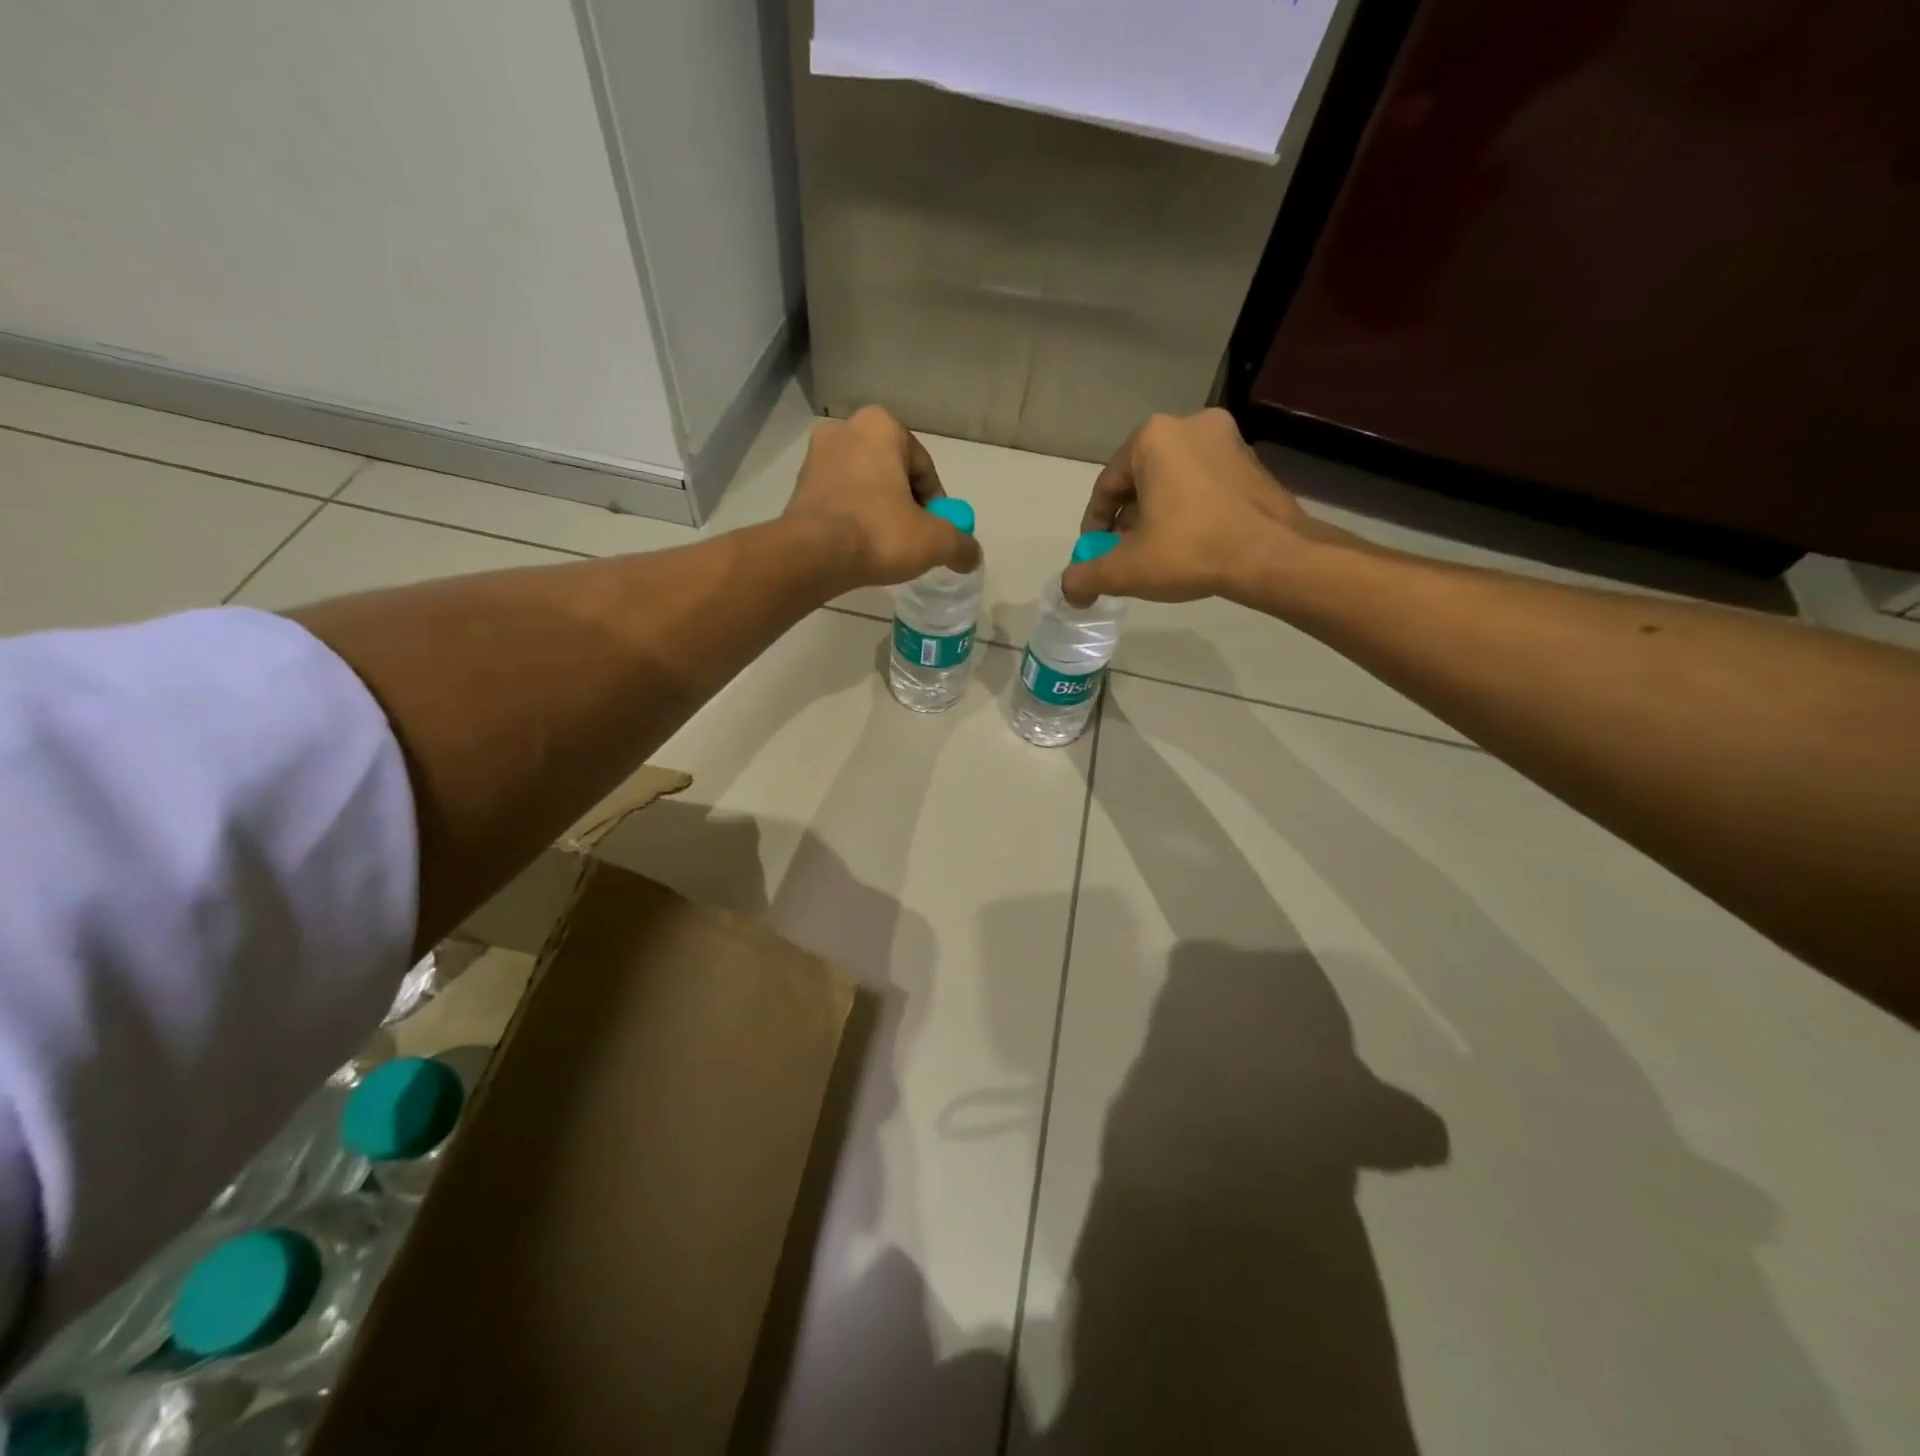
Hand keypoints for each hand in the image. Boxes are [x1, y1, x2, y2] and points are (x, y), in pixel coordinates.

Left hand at [784, 406, 981, 589]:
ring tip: (886, 547)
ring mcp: (816, 457)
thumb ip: (961, 544)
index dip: (936, 503)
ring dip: (878, 512)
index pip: (923, 467)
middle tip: (914, 539)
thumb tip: (973, 556)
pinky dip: (853, 520)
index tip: (937, 531)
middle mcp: (845, 430)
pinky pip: (840, 501)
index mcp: (881, 425)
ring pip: (864, 487)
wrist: (812, 556)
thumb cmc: (879, 533)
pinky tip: (860, 547)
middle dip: (905, 504)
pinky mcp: (798, 486)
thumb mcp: (934, 541)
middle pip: (892, 474)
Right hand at [1060, 409, 1342, 607]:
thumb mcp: (1125, 569)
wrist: (1272, 555)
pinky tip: (1189, 543)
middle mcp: (1189, 425)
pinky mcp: (1252, 461)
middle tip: (1124, 555)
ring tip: (1155, 553)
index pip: (1107, 486)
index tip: (1094, 555)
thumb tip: (1069, 590)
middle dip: (1127, 519)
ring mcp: (1227, 439)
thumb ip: (1085, 577)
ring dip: (1157, 514)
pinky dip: (1188, 510)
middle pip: (1140, 480)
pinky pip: (1203, 484)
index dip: (1095, 526)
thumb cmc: (1190, 550)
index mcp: (1152, 437)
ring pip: (1172, 481)